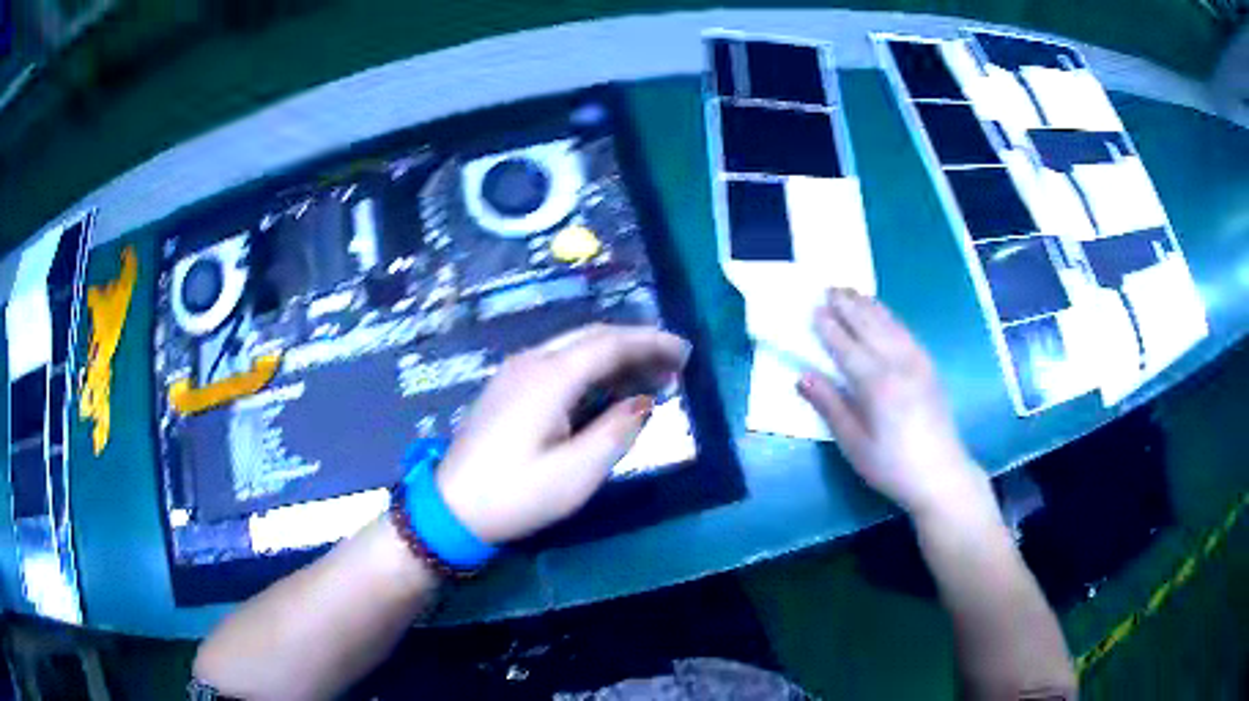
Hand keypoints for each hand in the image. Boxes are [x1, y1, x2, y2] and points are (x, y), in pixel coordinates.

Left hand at [435, 324, 689, 543]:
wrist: (451, 508)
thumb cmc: (516, 494)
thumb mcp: (576, 474)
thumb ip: (616, 432)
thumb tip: (644, 402)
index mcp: (550, 377)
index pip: (610, 344)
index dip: (651, 343)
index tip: (685, 352)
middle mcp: (531, 362)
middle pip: (592, 337)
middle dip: (636, 345)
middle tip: (673, 364)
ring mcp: (515, 372)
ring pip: (574, 348)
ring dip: (614, 356)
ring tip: (650, 375)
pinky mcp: (507, 387)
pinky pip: (558, 363)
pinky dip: (591, 368)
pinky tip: (607, 388)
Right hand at [797, 289, 992, 519]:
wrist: (941, 474)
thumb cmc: (892, 465)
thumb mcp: (854, 444)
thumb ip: (830, 406)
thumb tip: (803, 376)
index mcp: (878, 385)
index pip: (848, 347)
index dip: (829, 328)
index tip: (814, 309)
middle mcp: (899, 365)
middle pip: (870, 327)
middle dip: (849, 306)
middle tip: (829, 288)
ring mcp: (918, 363)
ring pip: (890, 324)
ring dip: (869, 306)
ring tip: (851, 291)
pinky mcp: (929, 367)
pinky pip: (906, 332)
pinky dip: (890, 317)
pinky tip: (883, 314)